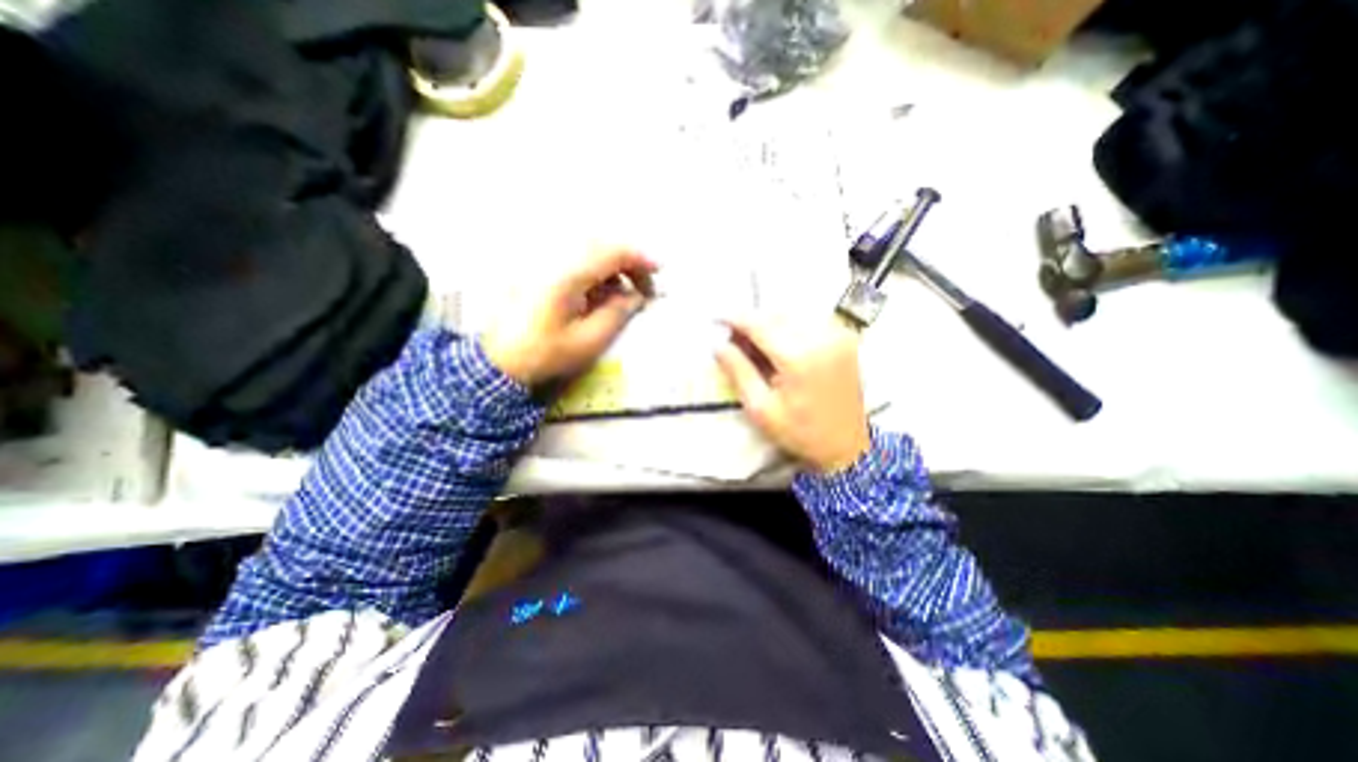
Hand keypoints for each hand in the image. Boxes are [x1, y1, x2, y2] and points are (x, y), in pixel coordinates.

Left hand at [481, 245, 659, 386]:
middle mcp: (556, 260)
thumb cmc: (545, 353)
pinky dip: (596, 272)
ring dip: (613, 267)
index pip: (611, 253)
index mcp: (568, 276)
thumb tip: (636, 297)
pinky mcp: (540, 272)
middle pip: (602, 246)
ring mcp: (545, 264)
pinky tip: (601, 293)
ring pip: (589, 251)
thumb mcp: (588, 341)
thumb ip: (617, 314)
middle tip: (644, 286)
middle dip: (629, 262)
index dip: (639, 258)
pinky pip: (576, 261)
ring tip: (625, 293)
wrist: (499, 361)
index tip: (659, 271)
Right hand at [713, 316, 869, 471]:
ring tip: (756, 346)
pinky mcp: (845, 337)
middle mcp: (821, 338)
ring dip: (769, 322)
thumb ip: (738, 372)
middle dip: (751, 321)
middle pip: (775, 314)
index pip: (759, 324)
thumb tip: (717, 345)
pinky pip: (809, 319)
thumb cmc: (800, 432)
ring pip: (792, 313)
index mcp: (799, 358)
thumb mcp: (760, 409)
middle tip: (735, 340)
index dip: (734, 318)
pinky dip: (789, 325)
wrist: (847, 445)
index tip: (716, 320)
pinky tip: (781, 345)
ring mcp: (837, 334)